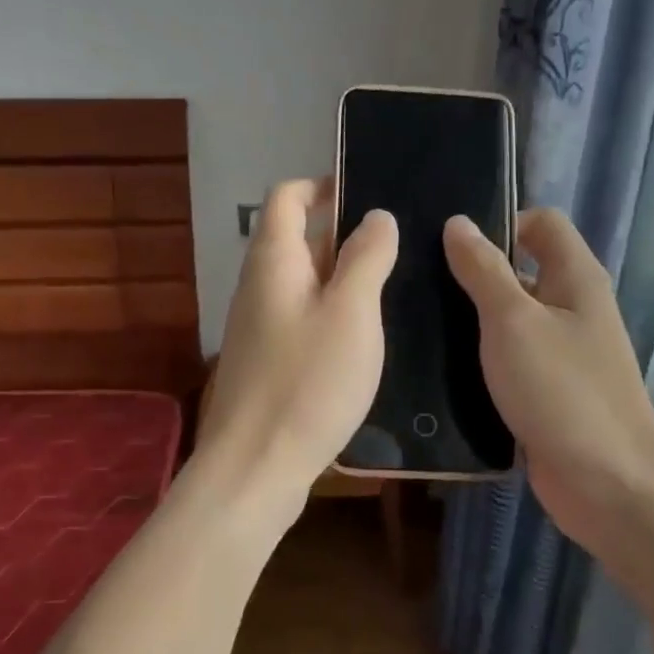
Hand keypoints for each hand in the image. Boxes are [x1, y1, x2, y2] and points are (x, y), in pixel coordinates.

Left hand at [198, 178, 397, 516]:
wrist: (255, 467)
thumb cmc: (307, 383)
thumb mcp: (351, 313)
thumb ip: (366, 258)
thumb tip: (376, 216)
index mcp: (273, 261)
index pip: (287, 197)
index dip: (323, 186)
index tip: (368, 194)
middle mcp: (258, 286)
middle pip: (296, 239)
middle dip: (343, 234)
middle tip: (397, 245)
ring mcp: (258, 327)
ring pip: (303, 283)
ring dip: (342, 277)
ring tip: (392, 287)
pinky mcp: (266, 362)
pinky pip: (301, 318)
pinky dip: (332, 314)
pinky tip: (365, 337)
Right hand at [443, 209, 653, 572]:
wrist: (608, 485)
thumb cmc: (563, 391)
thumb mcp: (514, 321)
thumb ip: (484, 270)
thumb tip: (458, 223)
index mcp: (576, 279)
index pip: (542, 223)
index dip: (502, 222)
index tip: (451, 244)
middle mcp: (573, 309)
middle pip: (521, 272)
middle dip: (474, 273)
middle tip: (419, 283)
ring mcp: (560, 355)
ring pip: (510, 321)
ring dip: (471, 321)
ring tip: (417, 322)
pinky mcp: (545, 394)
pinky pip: (508, 363)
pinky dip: (479, 362)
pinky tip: (437, 369)